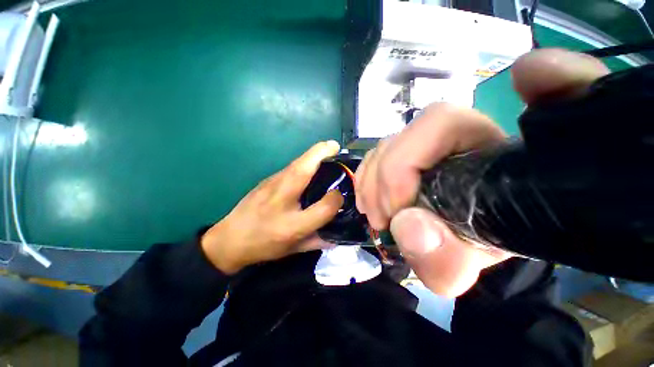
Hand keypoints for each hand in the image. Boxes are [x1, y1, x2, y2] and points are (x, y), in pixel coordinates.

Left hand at [201, 141, 343, 273]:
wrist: (229, 239)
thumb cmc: (264, 245)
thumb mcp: (293, 250)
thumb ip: (318, 242)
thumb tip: (336, 236)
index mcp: (291, 225)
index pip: (322, 208)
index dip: (335, 200)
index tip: (340, 194)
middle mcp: (281, 201)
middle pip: (302, 171)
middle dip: (320, 154)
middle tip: (335, 146)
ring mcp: (271, 186)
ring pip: (296, 164)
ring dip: (313, 154)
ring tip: (328, 151)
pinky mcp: (267, 180)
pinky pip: (290, 168)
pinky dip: (304, 162)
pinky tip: (310, 166)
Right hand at [355, 49, 608, 296]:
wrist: (486, 239)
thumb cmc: (490, 245)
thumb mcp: (478, 261)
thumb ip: (453, 256)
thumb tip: (409, 230)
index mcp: (488, 151)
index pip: (444, 123)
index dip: (413, 152)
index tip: (399, 201)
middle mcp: (459, 138)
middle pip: (407, 134)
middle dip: (385, 175)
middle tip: (381, 216)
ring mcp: (432, 145)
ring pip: (386, 145)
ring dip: (372, 179)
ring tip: (373, 210)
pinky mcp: (412, 158)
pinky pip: (378, 156)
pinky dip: (368, 177)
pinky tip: (371, 199)